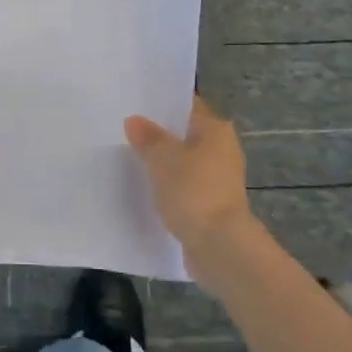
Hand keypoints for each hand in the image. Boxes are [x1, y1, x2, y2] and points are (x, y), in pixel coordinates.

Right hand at [124, 95, 253, 272]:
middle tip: (128, 131)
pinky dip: (171, 186)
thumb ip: (148, 138)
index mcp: (216, 130)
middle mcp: (223, 150)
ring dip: (165, 163)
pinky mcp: (213, 205)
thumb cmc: (193, 191)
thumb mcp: (163, 159)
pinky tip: (147, 188)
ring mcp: (220, 179)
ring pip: (186, 162)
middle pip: (187, 135)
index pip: (187, 106)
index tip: (136, 104)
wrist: (219, 246)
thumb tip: (134, 120)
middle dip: (161, 135)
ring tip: (132, 159)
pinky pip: (186, 186)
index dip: (163, 105)